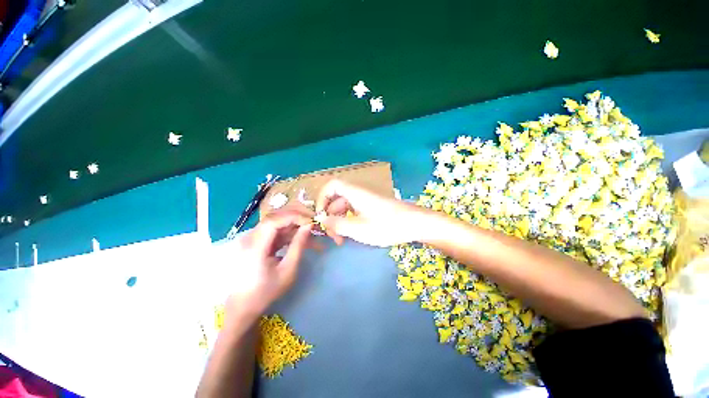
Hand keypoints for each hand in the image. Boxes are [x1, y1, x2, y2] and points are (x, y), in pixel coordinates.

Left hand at [225, 210, 313, 318]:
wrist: (243, 307)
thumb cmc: (266, 292)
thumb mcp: (287, 270)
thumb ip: (298, 246)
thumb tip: (308, 226)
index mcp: (254, 246)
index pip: (274, 220)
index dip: (294, 217)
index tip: (311, 221)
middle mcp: (250, 238)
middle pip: (276, 219)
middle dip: (297, 220)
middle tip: (314, 225)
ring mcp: (252, 240)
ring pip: (277, 225)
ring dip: (295, 228)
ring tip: (312, 235)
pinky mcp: (256, 243)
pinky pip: (275, 233)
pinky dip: (289, 235)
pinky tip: (301, 240)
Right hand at [316, 180, 428, 246]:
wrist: (415, 224)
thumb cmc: (387, 225)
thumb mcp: (359, 228)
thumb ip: (338, 224)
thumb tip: (322, 220)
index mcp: (354, 193)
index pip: (331, 186)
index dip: (322, 198)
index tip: (321, 216)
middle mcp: (359, 193)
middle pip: (337, 199)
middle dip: (331, 216)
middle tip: (332, 236)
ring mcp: (366, 200)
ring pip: (345, 207)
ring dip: (340, 222)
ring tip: (341, 240)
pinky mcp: (372, 207)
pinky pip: (355, 211)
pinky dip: (349, 221)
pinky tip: (351, 235)